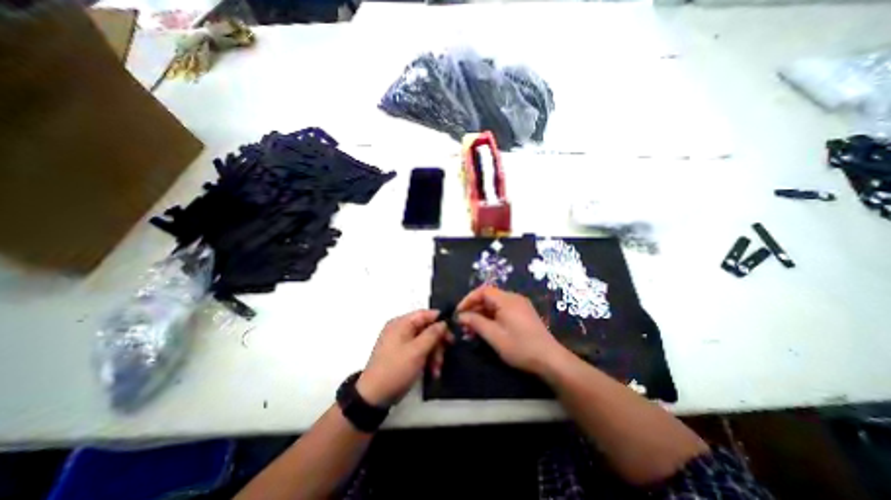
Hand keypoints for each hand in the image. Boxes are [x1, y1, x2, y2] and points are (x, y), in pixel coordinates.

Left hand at [357, 310, 449, 408]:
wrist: (374, 397)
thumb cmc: (396, 369)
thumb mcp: (417, 351)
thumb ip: (432, 334)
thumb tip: (443, 322)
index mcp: (401, 323)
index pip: (425, 314)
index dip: (440, 321)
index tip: (453, 331)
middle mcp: (400, 329)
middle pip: (426, 329)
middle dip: (437, 343)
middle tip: (446, 354)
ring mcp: (401, 342)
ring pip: (425, 341)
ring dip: (434, 354)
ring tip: (437, 370)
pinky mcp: (402, 354)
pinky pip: (419, 351)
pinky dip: (427, 359)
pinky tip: (432, 372)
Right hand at [456, 285, 566, 375]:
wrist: (550, 360)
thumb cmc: (520, 347)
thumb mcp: (494, 336)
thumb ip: (476, 323)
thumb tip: (461, 316)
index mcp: (507, 300)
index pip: (483, 291)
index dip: (469, 299)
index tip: (459, 312)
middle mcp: (514, 298)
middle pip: (489, 297)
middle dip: (474, 309)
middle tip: (464, 324)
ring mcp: (520, 306)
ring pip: (495, 305)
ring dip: (482, 314)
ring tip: (473, 330)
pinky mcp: (523, 314)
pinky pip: (503, 310)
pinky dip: (492, 317)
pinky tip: (487, 330)